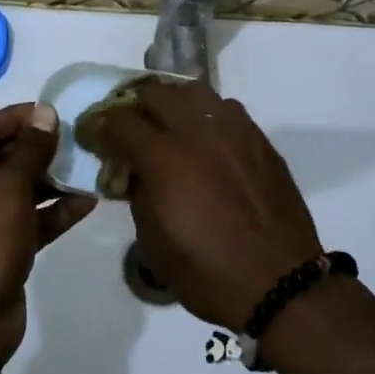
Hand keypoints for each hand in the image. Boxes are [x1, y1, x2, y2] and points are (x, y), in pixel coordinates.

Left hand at [0, 104, 96, 357]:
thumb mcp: (8, 189)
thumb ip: (30, 149)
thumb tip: (44, 112)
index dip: (18, 117)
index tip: (54, 113)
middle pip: (1, 157)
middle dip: (38, 149)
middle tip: (75, 140)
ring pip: (16, 189)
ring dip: (49, 180)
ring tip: (86, 168)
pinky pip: (25, 219)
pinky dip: (51, 212)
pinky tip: (85, 203)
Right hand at [79, 79, 322, 330]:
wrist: (279, 282)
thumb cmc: (208, 272)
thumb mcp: (154, 244)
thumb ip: (138, 195)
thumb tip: (134, 172)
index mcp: (164, 159)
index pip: (120, 120)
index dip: (100, 124)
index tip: (95, 134)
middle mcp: (196, 132)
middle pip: (155, 92)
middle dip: (134, 106)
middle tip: (130, 127)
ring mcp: (231, 130)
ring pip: (192, 91)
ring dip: (172, 101)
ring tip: (167, 122)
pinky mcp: (258, 137)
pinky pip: (225, 107)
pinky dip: (205, 113)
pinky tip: (205, 136)